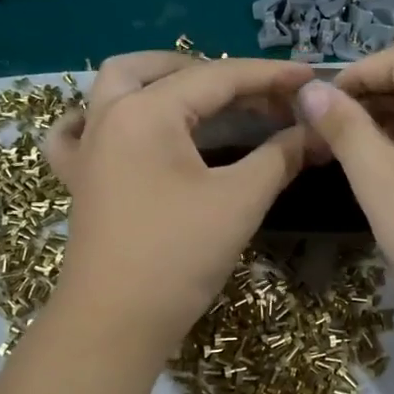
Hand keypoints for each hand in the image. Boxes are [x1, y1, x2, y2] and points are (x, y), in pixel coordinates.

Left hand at [46, 52, 315, 354]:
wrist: (115, 324)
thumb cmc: (178, 256)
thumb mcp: (239, 201)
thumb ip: (279, 156)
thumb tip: (315, 132)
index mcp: (146, 112)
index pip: (217, 78)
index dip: (269, 76)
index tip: (311, 78)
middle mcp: (109, 116)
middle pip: (162, 70)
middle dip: (215, 73)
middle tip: (257, 96)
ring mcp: (87, 147)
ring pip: (118, 87)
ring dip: (161, 80)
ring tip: (201, 97)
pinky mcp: (80, 178)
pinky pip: (79, 130)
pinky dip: (101, 116)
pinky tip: (123, 124)